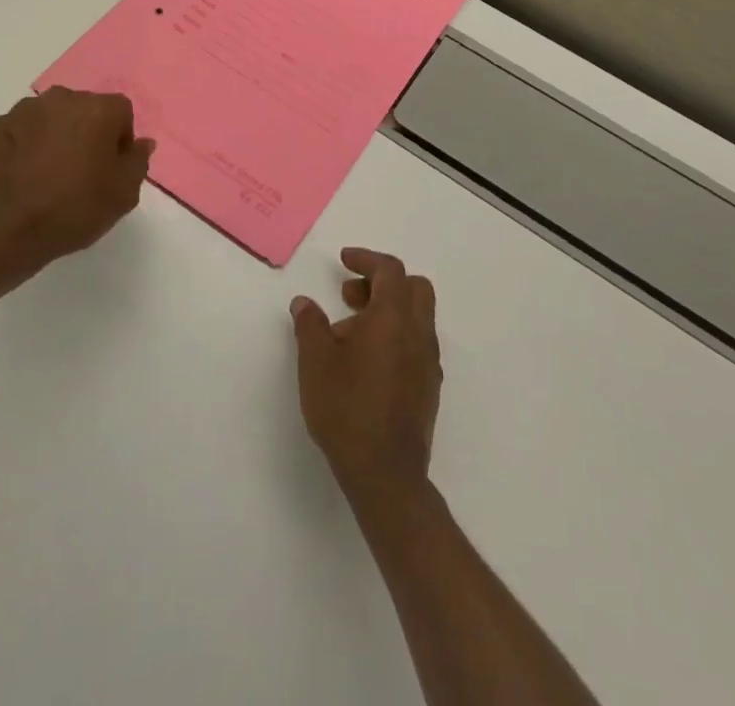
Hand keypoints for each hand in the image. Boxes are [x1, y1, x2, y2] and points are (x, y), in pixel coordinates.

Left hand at [0, 87, 154, 266]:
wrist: (5, 231)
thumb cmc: (74, 209)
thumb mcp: (124, 194)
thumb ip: (138, 161)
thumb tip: (142, 142)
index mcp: (98, 109)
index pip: (121, 113)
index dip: (120, 140)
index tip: (110, 169)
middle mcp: (62, 98)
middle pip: (85, 109)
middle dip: (86, 133)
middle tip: (81, 171)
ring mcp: (23, 110)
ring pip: (50, 117)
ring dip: (54, 135)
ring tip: (47, 173)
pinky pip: (20, 131)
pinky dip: (24, 145)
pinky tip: (21, 175)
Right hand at [290, 248, 442, 504]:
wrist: (386, 474)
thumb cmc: (347, 410)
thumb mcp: (315, 362)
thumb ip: (309, 325)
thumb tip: (304, 303)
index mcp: (394, 318)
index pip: (390, 270)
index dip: (366, 259)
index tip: (344, 261)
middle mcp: (419, 333)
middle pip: (413, 288)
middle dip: (381, 282)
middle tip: (348, 297)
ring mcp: (429, 362)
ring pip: (417, 316)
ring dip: (387, 311)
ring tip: (349, 335)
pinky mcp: (429, 387)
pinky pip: (417, 343)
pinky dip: (396, 335)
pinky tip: (367, 362)